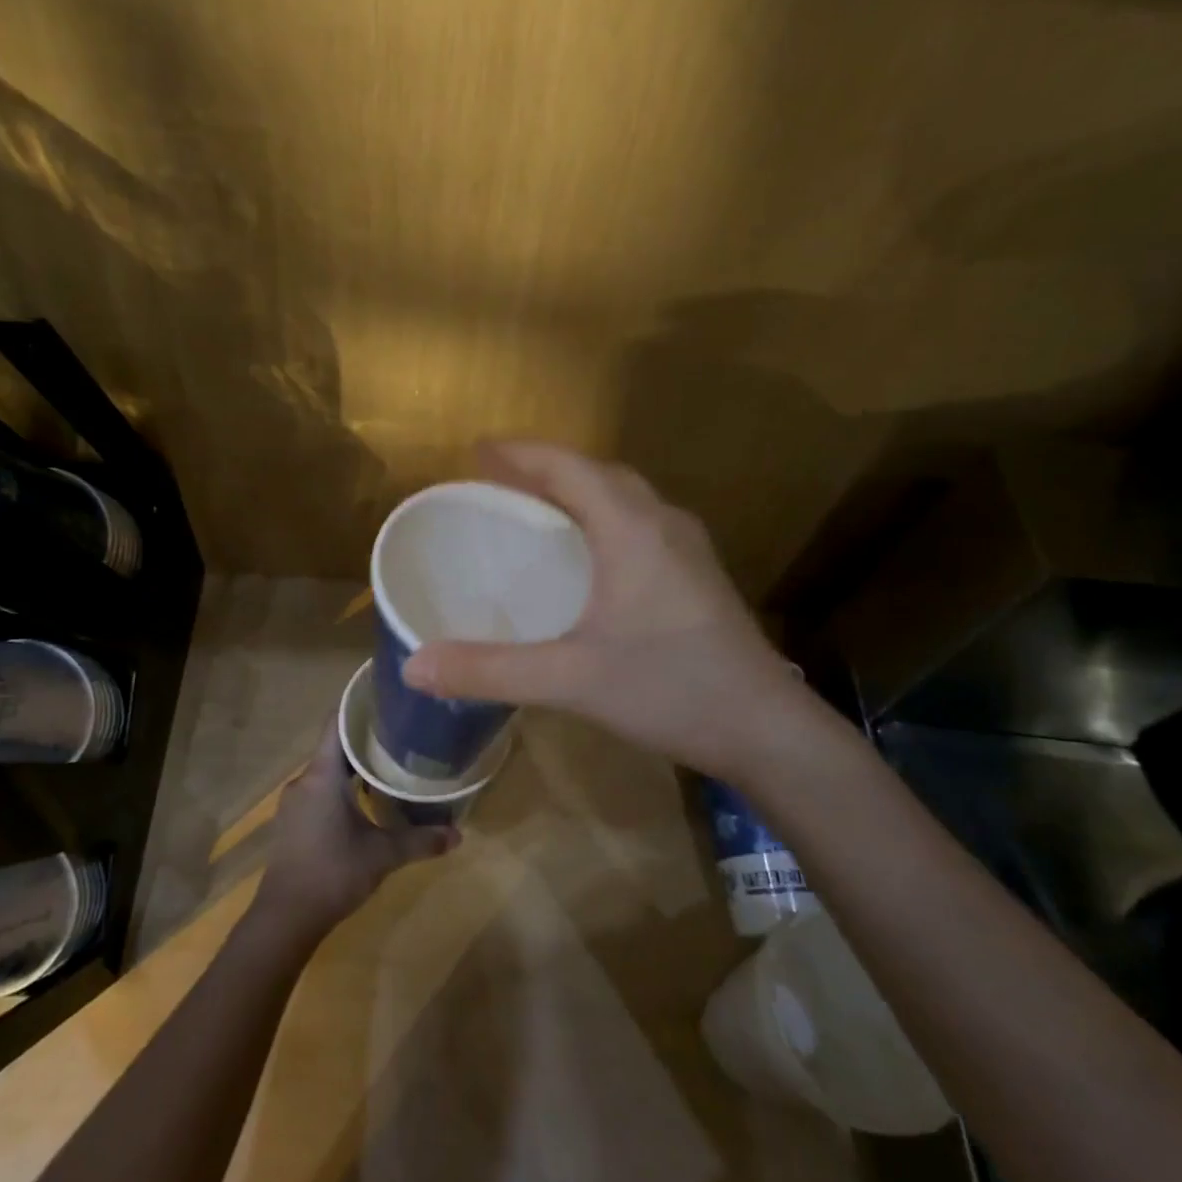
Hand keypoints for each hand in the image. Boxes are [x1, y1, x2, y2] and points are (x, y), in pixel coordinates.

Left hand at [252, 725, 459, 944]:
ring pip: (328, 770)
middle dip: (366, 737)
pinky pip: (321, 789)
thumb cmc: (333, 873)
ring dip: (355, 764)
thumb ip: (420, 841)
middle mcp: (305, 780)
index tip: (384, 695)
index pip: (336, 723)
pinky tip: (367, 797)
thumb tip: (458, 834)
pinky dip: (343, 785)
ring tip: (390, 761)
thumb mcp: (383, 856)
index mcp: (323, 775)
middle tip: (401, 730)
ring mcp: (296, 802)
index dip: (358, 705)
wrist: (285, 918)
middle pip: (335, 745)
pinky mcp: (294, 821)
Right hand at [402, 441, 804, 776]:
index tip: (476, 451)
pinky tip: (588, 556)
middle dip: (546, 467)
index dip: (521, 453)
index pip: (569, 467)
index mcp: (632, 529)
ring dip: (578, 490)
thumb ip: (491, 670)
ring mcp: (688, 550)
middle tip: (499, 479)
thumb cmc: (670, 690)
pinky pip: (640, 524)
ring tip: (535, 507)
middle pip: (598, 474)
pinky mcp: (697, 576)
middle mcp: (663, 525)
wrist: (766, 730)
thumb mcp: (571, 680)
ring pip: (625, 498)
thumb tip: (415, 666)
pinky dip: (602, 519)